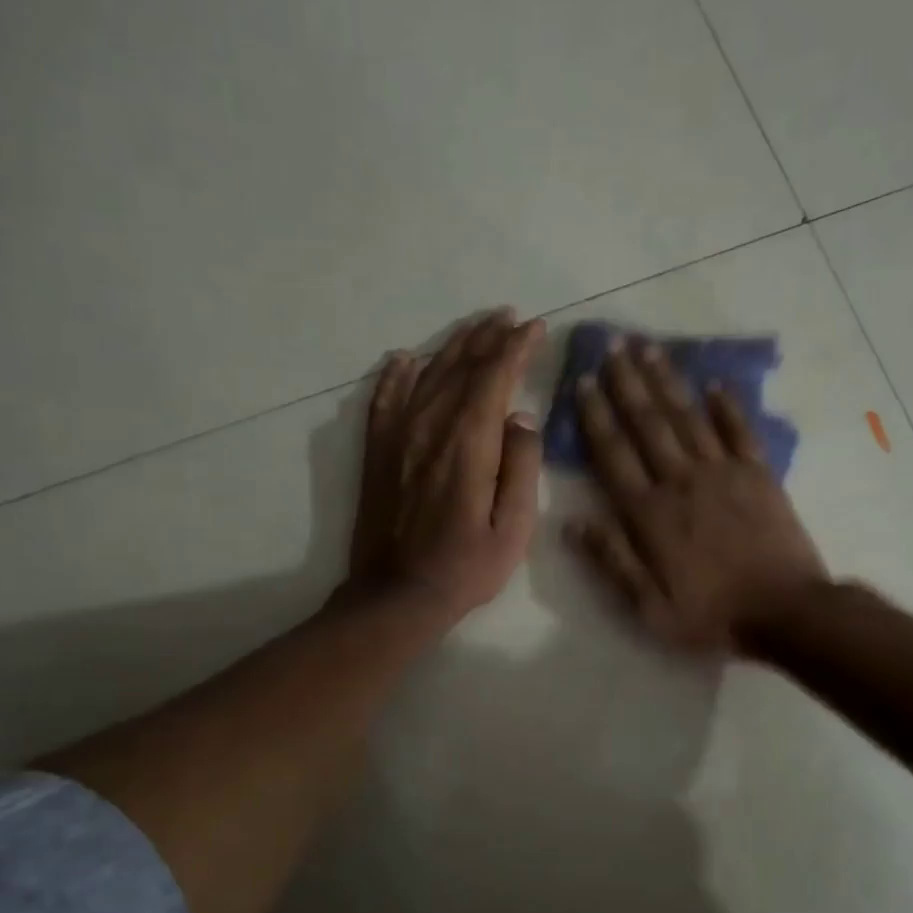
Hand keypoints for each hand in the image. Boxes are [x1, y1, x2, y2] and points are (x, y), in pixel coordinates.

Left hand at [345, 309, 545, 627]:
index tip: (534, 327)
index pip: (495, 377)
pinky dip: (395, 375)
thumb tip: (521, 416)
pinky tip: (404, 359)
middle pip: (461, 367)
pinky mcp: (377, 452)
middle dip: (488, 337)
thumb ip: (522, 466)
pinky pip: (384, 400)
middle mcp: (430, 427)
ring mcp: (398, 436)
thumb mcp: (514, 528)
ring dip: (452, 346)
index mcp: (469, 443)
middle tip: (509, 317)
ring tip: (474, 327)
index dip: (516, 347)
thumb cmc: (465, 567)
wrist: (397, 595)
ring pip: (426, 375)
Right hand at [566, 337, 827, 653]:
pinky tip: (714, 382)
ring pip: (688, 417)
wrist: (786, 612)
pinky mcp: (759, 474)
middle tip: (612, 346)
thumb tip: (572, 523)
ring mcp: (723, 473)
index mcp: (650, 513)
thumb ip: (612, 562)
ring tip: (649, 349)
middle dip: (627, 383)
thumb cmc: (712, 615)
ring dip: (667, 381)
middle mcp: (681, 481)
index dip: (596, 416)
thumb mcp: (649, 608)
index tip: (584, 382)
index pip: (614, 454)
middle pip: (648, 423)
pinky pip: (740, 430)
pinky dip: (727, 405)